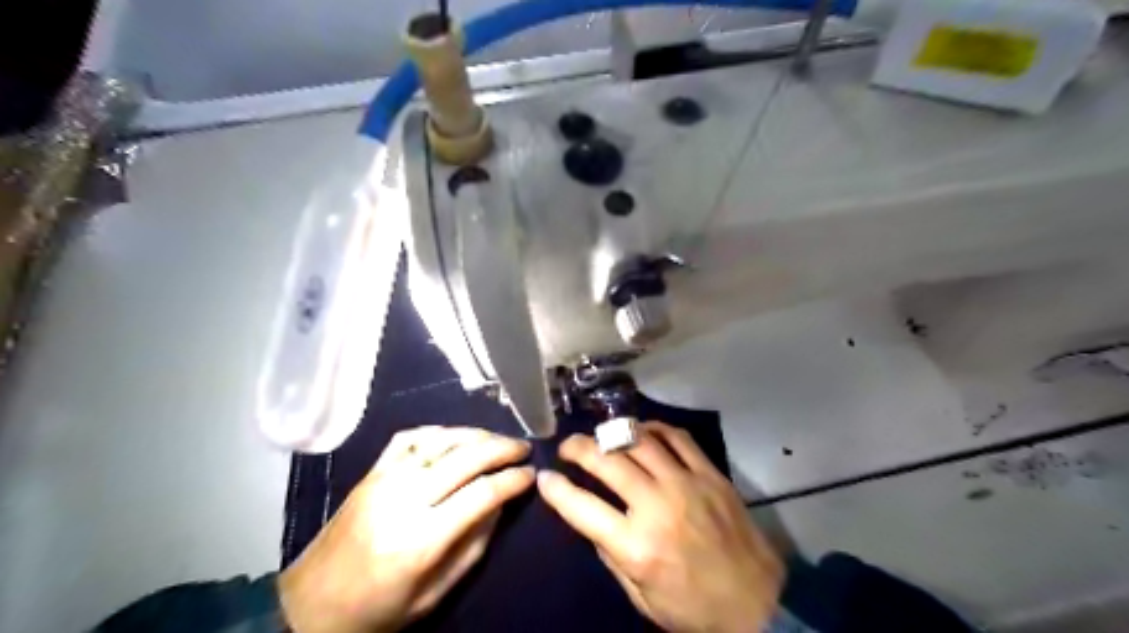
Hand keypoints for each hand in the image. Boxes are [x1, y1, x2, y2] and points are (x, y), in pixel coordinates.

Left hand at [278, 424, 534, 631]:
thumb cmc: (377, 609)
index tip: (531, 475)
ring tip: (498, 439)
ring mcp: (383, 479)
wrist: (308, 606)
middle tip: (524, 448)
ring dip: (476, 434)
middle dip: (502, 448)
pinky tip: (456, 436)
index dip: (512, 480)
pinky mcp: (370, 472)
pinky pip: (410, 437)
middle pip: (465, 458)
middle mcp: (403, 499)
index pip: (481, 494)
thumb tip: (500, 502)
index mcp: (420, 539)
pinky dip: (439, 431)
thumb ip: (473, 546)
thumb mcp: (434, 595)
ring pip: (441, 440)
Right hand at [538, 421, 785, 631]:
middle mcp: (657, 506)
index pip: (582, 508)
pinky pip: (678, 438)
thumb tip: (591, 520)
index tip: (544, 478)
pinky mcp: (710, 474)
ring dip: (612, 433)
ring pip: (640, 441)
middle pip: (608, 461)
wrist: (759, 605)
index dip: (556, 490)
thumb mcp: (642, 598)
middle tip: (567, 447)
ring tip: (600, 436)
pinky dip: (654, 428)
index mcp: (637, 547)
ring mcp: (687, 484)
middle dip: (578, 448)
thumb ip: (612, 556)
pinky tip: (641, 431)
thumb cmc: (694, 609)